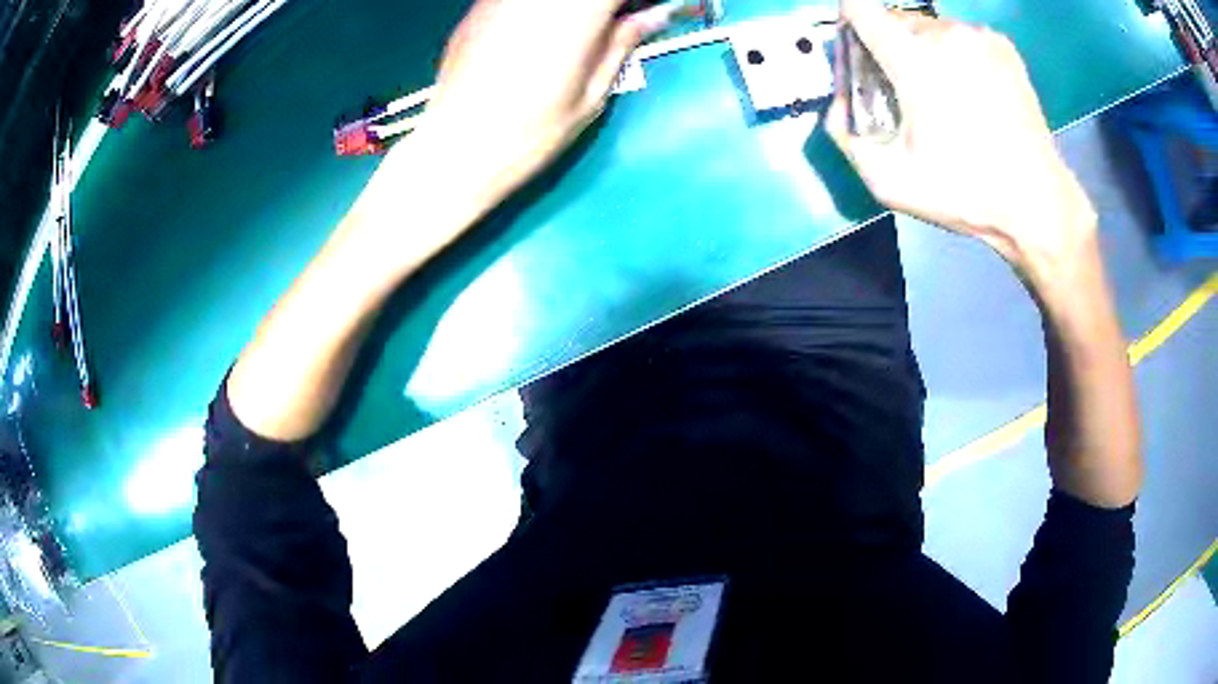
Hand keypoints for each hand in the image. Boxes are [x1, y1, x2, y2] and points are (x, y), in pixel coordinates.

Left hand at [412, 0, 674, 212]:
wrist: (455, 150)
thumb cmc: (531, 133)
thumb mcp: (591, 94)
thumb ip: (623, 42)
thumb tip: (656, 14)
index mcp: (576, 10)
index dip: (634, 2)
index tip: (644, 12)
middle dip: (604, 6)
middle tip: (616, 23)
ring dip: (573, 7)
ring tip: (580, 30)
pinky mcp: (476, 7)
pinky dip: (540, 9)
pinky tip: (540, 31)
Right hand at [826, 0, 1097, 289]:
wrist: (1036, 203)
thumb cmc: (965, 193)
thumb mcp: (889, 181)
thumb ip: (845, 133)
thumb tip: (840, 100)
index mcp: (914, 60)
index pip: (859, 7)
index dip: (851, 23)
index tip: (860, 51)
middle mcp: (944, 33)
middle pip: (894, 18)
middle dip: (889, 46)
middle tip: (906, 90)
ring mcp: (977, 36)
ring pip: (929, 27)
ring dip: (924, 50)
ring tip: (944, 95)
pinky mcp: (1002, 45)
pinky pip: (961, 36)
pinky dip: (955, 54)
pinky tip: (972, 92)